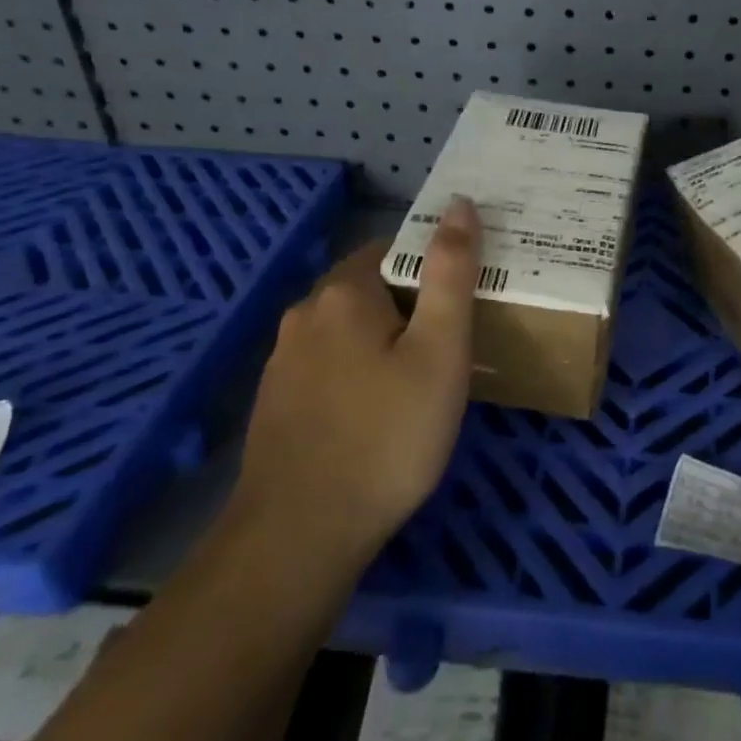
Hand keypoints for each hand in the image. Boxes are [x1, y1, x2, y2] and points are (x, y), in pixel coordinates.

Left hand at [234, 197, 481, 556]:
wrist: (298, 536)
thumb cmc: (386, 435)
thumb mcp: (439, 350)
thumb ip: (450, 273)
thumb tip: (459, 204)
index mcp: (344, 291)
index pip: (395, 249)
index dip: (434, 269)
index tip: (464, 302)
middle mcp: (305, 313)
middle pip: (370, 288)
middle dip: (410, 307)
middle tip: (451, 347)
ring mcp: (284, 360)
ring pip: (347, 330)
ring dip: (382, 342)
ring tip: (420, 383)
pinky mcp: (276, 401)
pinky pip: (328, 366)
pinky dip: (356, 374)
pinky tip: (376, 415)